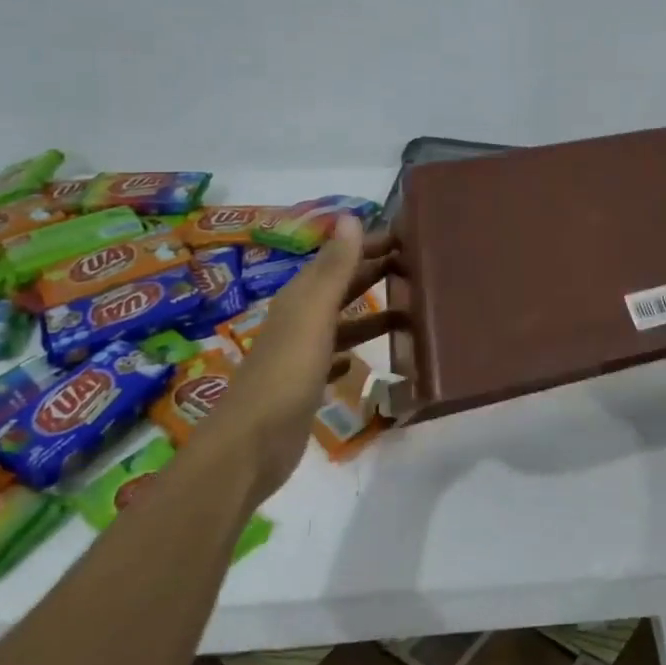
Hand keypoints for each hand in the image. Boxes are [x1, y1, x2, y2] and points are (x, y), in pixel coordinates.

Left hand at [204, 217, 396, 500]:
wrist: (250, 447)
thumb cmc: (286, 376)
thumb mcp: (313, 316)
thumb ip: (334, 269)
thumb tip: (350, 217)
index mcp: (300, 299)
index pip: (337, 259)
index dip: (367, 245)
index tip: (405, 236)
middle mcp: (298, 320)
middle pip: (339, 287)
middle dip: (372, 273)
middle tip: (415, 266)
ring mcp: (300, 355)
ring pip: (340, 322)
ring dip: (368, 313)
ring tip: (407, 311)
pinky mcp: (304, 386)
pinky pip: (333, 358)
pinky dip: (350, 351)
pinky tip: (361, 358)